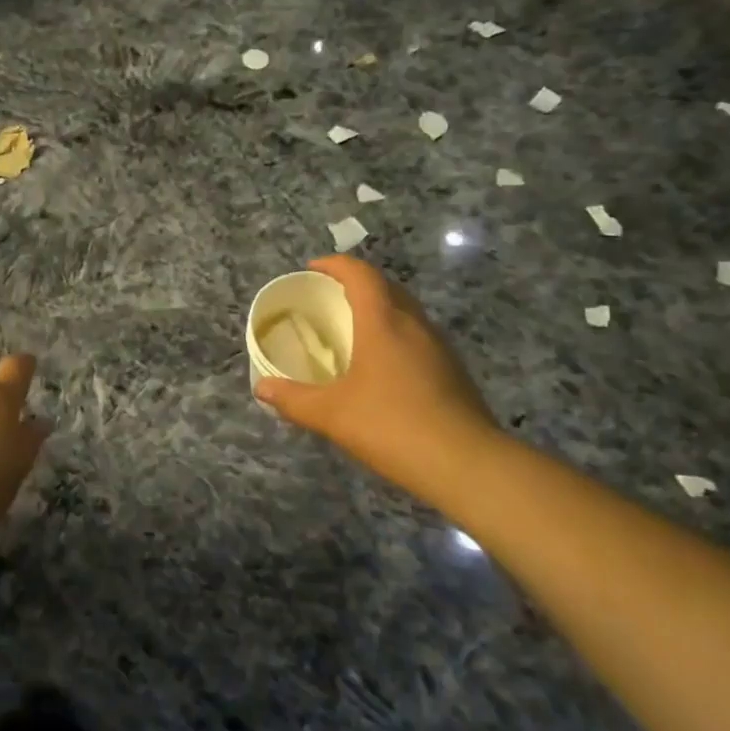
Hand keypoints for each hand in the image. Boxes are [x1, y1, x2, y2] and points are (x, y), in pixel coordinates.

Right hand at [255, 256, 499, 488]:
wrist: (467, 465)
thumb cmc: (392, 426)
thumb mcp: (331, 414)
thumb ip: (293, 399)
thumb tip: (262, 388)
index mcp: (383, 322)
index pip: (360, 275)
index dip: (335, 265)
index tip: (312, 269)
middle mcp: (414, 325)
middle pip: (386, 287)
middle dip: (356, 284)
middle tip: (329, 298)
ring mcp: (439, 347)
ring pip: (406, 312)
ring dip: (379, 310)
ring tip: (352, 330)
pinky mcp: (453, 371)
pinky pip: (417, 337)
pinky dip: (395, 336)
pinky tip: (382, 367)